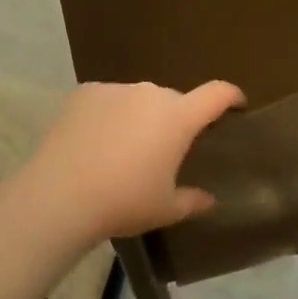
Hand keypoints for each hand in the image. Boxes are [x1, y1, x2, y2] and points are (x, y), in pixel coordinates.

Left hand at [22, 80, 244, 240]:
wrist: (61, 195)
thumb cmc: (123, 202)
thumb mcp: (164, 209)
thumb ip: (192, 200)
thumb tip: (209, 199)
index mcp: (178, 117)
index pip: (216, 94)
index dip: (231, 95)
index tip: (237, 103)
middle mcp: (151, 94)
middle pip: (174, 101)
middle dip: (175, 120)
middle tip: (163, 151)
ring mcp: (116, 89)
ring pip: (138, 100)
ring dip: (140, 117)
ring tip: (123, 150)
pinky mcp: (86, 92)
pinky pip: (108, 100)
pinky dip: (109, 115)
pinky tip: (94, 142)